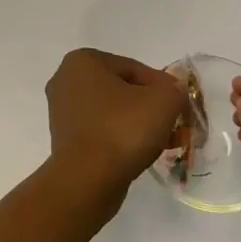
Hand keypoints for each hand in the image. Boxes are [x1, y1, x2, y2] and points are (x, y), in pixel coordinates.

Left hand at [44, 49, 187, 219]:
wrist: (87, 180)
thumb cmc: (123, 129)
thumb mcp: (164, 101)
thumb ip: (175, 89)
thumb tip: (174, 92)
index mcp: (83, 61)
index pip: (135, 69)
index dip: (163, 87)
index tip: (179, 107)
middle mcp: (65, 80)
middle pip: (122, 90)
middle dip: (150, 107)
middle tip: (173, 125)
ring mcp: (61, 111)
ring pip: (112, 112)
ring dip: (137, 124)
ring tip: (162, 142)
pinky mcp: (64, 139)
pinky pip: (100, 131)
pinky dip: (120, 138)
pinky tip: (140, 154)